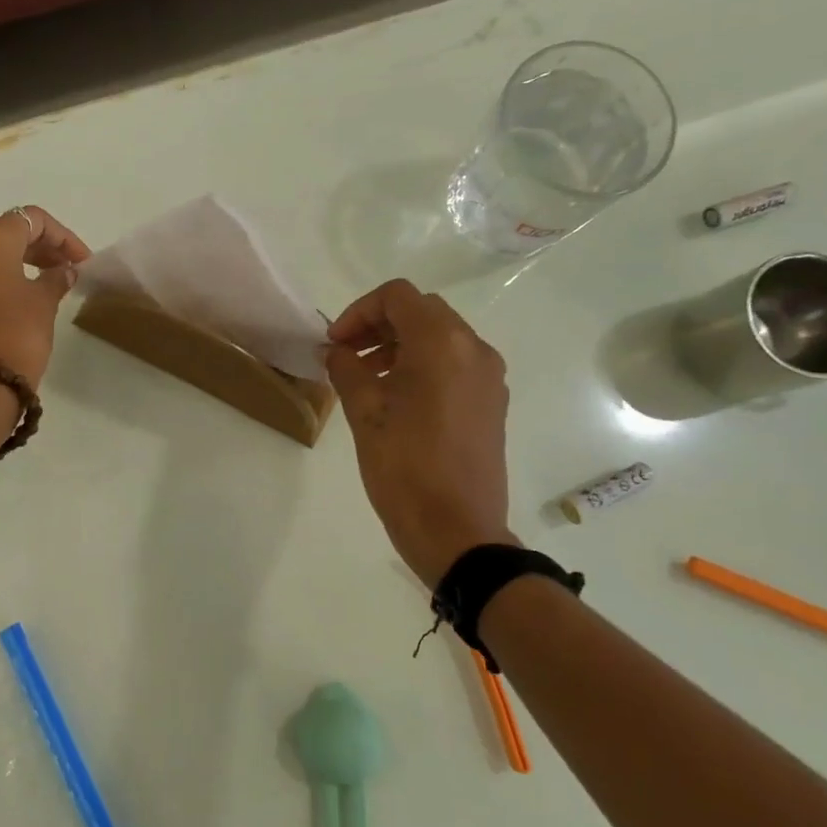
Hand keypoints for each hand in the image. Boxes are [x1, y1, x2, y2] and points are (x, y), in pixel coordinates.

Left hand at [0, 206, 90, 389]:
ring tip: (49, 284)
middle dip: (41, 248)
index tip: (82, 261)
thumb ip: (55, 279)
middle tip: (68, 270)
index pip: (31, 219)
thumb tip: (62, 272)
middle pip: (7, 234)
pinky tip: (23, 301)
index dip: (62, 236)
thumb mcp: (44, 303)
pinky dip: (2, 281)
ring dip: (21, 263)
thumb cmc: (17, 334)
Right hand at [325, 279, 514, 584]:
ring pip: (440, 336)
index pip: (397, 297)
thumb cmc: (404, 468)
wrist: (457, 529)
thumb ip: (347, 370)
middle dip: (379, 325)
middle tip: (346, 356)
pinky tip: (396, 399)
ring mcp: (488, 376)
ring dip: (400, 345)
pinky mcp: (492, 401)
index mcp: (441, 344)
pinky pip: (455, 363)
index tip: (334, 344)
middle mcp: (473, 349)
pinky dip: (423, 365)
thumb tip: (338, 351)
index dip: (359, 312)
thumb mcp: (364, 414)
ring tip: (365, 379)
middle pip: (422, 311)